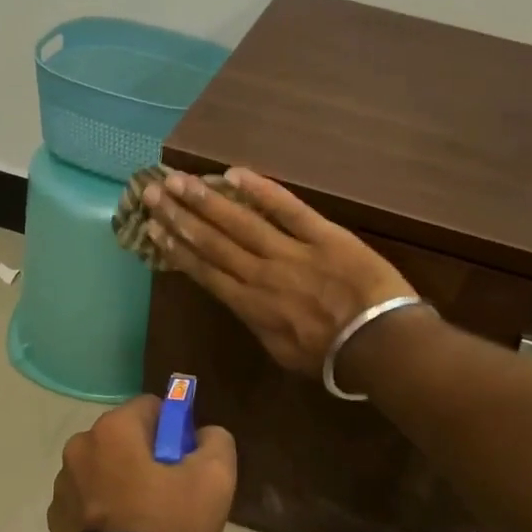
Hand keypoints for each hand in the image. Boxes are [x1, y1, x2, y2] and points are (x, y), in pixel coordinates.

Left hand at [47, 396, 237, 531]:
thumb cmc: (171, 522)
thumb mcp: (216, 476)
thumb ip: (215, 440)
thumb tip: (202, 434)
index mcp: (113, 429)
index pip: (150, 407)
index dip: (174, 428)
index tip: (185, 459)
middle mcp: (80, 447)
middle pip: (123, 437)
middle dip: (145, 453)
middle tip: (170, 488)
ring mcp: (63, 484)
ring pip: (103, 467)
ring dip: (120, 479)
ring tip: (144, 516)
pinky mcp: (57, 518)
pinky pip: (87, 498)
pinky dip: (102, 506)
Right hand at [144, 168, 417, 376]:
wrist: (378, 343)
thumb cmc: (331, 358)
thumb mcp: (283, 352)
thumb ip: (260, 324)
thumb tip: (247, 304)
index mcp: (250, 306)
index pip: (205, 271)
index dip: (177, 248)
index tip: (154, 229)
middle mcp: (260, 274)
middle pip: (213, 241)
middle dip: (180, 216)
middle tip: (153, 193)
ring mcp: (290, 251)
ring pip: (240, 222)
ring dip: (206, 199)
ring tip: (178, 181)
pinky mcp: (322, 234)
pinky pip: (287, 208)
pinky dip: (261, 190)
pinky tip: (234, 173)